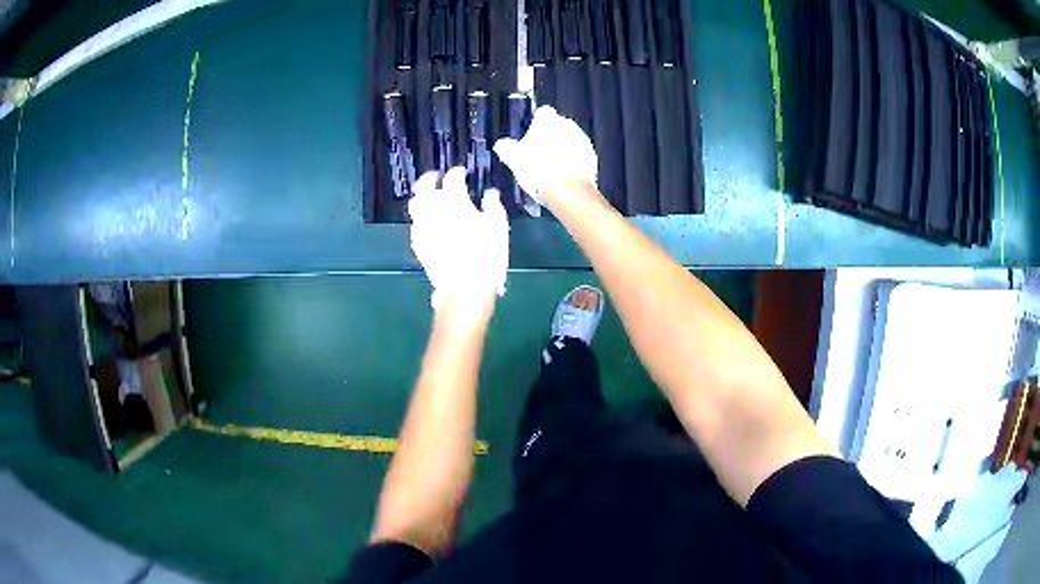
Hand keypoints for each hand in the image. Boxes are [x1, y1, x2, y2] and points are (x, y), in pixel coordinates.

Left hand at [409, 167, 509, 312]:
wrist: (464, 289)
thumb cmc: (486, 256)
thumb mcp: (498, 228)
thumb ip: (493, 205)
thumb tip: (489, 193)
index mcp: (455, 201)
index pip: (452, 178)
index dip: (457, 172)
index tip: (462, 172)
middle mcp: (433, 208)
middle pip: (425, 185)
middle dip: (431, 178)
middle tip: (438, 177)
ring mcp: (422, 225)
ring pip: (416, 203)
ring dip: (423, 196)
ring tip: (431, 197)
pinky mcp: (417, 242)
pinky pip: (415, 222)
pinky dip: (421, 216)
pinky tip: (429, 221)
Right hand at [493, 106, 597, 204]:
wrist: (568, 192)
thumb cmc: (540, 171)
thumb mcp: (514, 159)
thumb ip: (507, 148)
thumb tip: (502, 145)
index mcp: (548, 120)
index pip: (542, 113)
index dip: (535, 124)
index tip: (531, 134)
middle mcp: (567, 125)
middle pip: (557, 127)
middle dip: (549, 137)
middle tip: (537, 154)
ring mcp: (582, 141)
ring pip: (569, 141)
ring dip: (562, 149)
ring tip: (550, 168)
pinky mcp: (592, 157)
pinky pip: (579, 156)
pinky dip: (572, 162)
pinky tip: (562, 175)